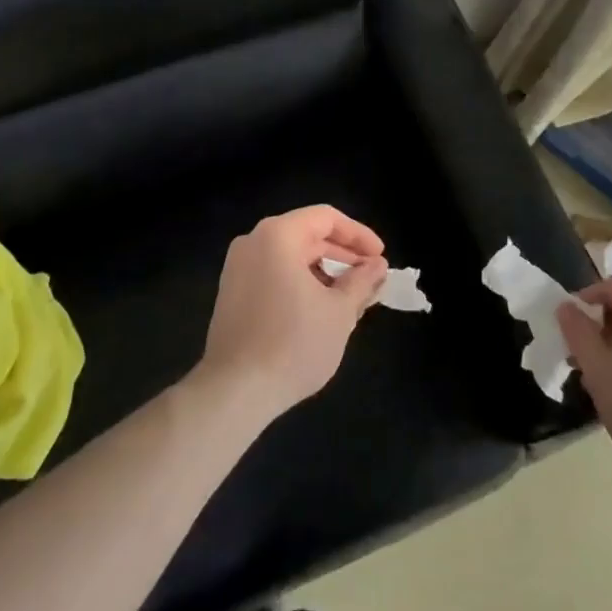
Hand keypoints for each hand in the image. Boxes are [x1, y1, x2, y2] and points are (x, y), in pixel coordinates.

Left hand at [198, 205, 387, 421]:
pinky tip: (319, 310)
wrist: (234, 392)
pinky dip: (300, 283)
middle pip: (307, 235)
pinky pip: (273, 274)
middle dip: (342, 255)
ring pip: (290, 256)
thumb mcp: (339, 312)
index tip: (380, 256)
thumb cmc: (293, 344)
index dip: (358, 234)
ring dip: (323, 272)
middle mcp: (253, 241)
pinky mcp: (232, 293)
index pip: (326, 218)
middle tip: (370, 278)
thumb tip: (377, 266)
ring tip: (350, 297)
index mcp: (278, 235)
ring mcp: (238, 268)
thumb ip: (362, 282)